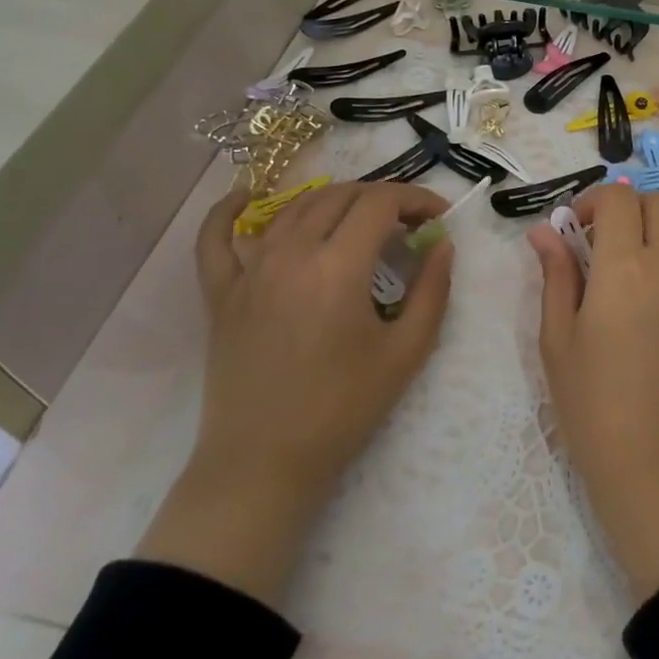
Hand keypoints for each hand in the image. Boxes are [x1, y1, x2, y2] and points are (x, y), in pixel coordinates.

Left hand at [137, 182, 454, 605]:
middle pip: (340, 196)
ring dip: (334, 200)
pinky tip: (247, 195)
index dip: (416, 198)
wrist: (266, 462)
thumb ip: (433, 289)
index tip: (438, 216)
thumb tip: (442, 244)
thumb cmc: (344, 408)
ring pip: (293, 207)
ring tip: (361, 218)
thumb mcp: (407, 351)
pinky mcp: (221, 292)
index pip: (381, 203)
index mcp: (337, 267)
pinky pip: (216, 237)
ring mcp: (248, 270)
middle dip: (382, 198)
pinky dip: (229, 209)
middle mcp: (290, 254)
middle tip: (408, 222)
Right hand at [529, 185, 658, 600]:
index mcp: (623, 266)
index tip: (576, 230)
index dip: (593, 202)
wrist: (652, 460)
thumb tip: (544, 231)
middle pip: (656, 205)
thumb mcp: (557, 338)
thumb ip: (556, 275)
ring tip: (647, 256)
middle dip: (625, 212)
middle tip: (603, 247)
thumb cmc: (591, 402)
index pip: (617, 198)